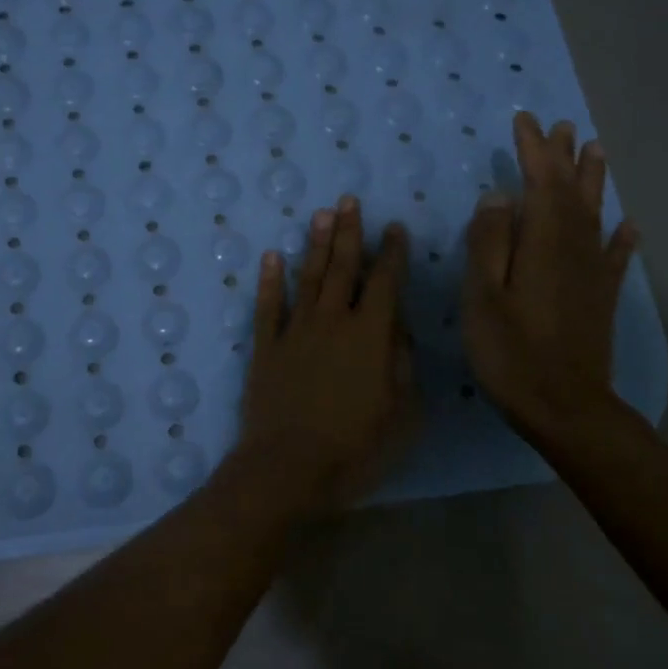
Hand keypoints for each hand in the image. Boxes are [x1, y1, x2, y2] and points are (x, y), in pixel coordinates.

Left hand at [237, 196, 416, 511]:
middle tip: (350, 201)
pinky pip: (267, 306)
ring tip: (322, 215)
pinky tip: (272, 256)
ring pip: (308, 277)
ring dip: (316, 245)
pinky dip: (269, 280)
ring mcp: (294, 331)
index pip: (385, 283)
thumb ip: (402, 363)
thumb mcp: (402, 412)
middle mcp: (331, 322)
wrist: (288, 467)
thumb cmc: (356, 447)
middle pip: (343, 268)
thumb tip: (398, 327)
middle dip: (350, 233)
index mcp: (370, 335)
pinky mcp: (265, 347)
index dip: (392, 254)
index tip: (394, 228)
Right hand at [463, 113, 638, 442]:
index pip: (540, 183)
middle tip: (561, 125)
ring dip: (593, 181)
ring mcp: (592, 273)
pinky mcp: (600, 297)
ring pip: (595, 215)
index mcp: (542, 243)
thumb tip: (500, 195)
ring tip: (595, 151)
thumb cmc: (510, 352)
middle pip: (571, 191)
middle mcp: (574, 249)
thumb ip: (489, 242)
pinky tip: (626, 225)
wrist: (564, 406)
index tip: (524, 120)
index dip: (533, 150)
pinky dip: (620, 237)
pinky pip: (614, 256)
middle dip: (564, 157)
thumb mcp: (482, 296)